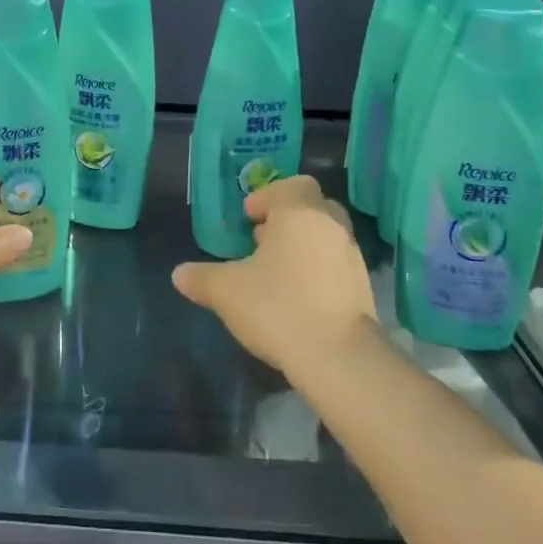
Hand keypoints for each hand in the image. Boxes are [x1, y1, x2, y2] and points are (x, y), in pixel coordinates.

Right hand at [172, 175, 376, 377]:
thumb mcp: (226, 291)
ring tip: (275, 272)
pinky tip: (296, 297)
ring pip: (325, 237)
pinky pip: (335, 266)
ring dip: (302, 246)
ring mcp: (352, 258)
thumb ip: (202, 278)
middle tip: (261, 240)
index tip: (248, 219)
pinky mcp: (363, 290)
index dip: (266, 197)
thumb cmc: (278, 306)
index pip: (292, 185)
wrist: (339, 358)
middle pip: (312, 207)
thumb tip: (179, 274)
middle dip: (286, 219)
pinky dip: (317, 271)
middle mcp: (331, 227)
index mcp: (300, 213)